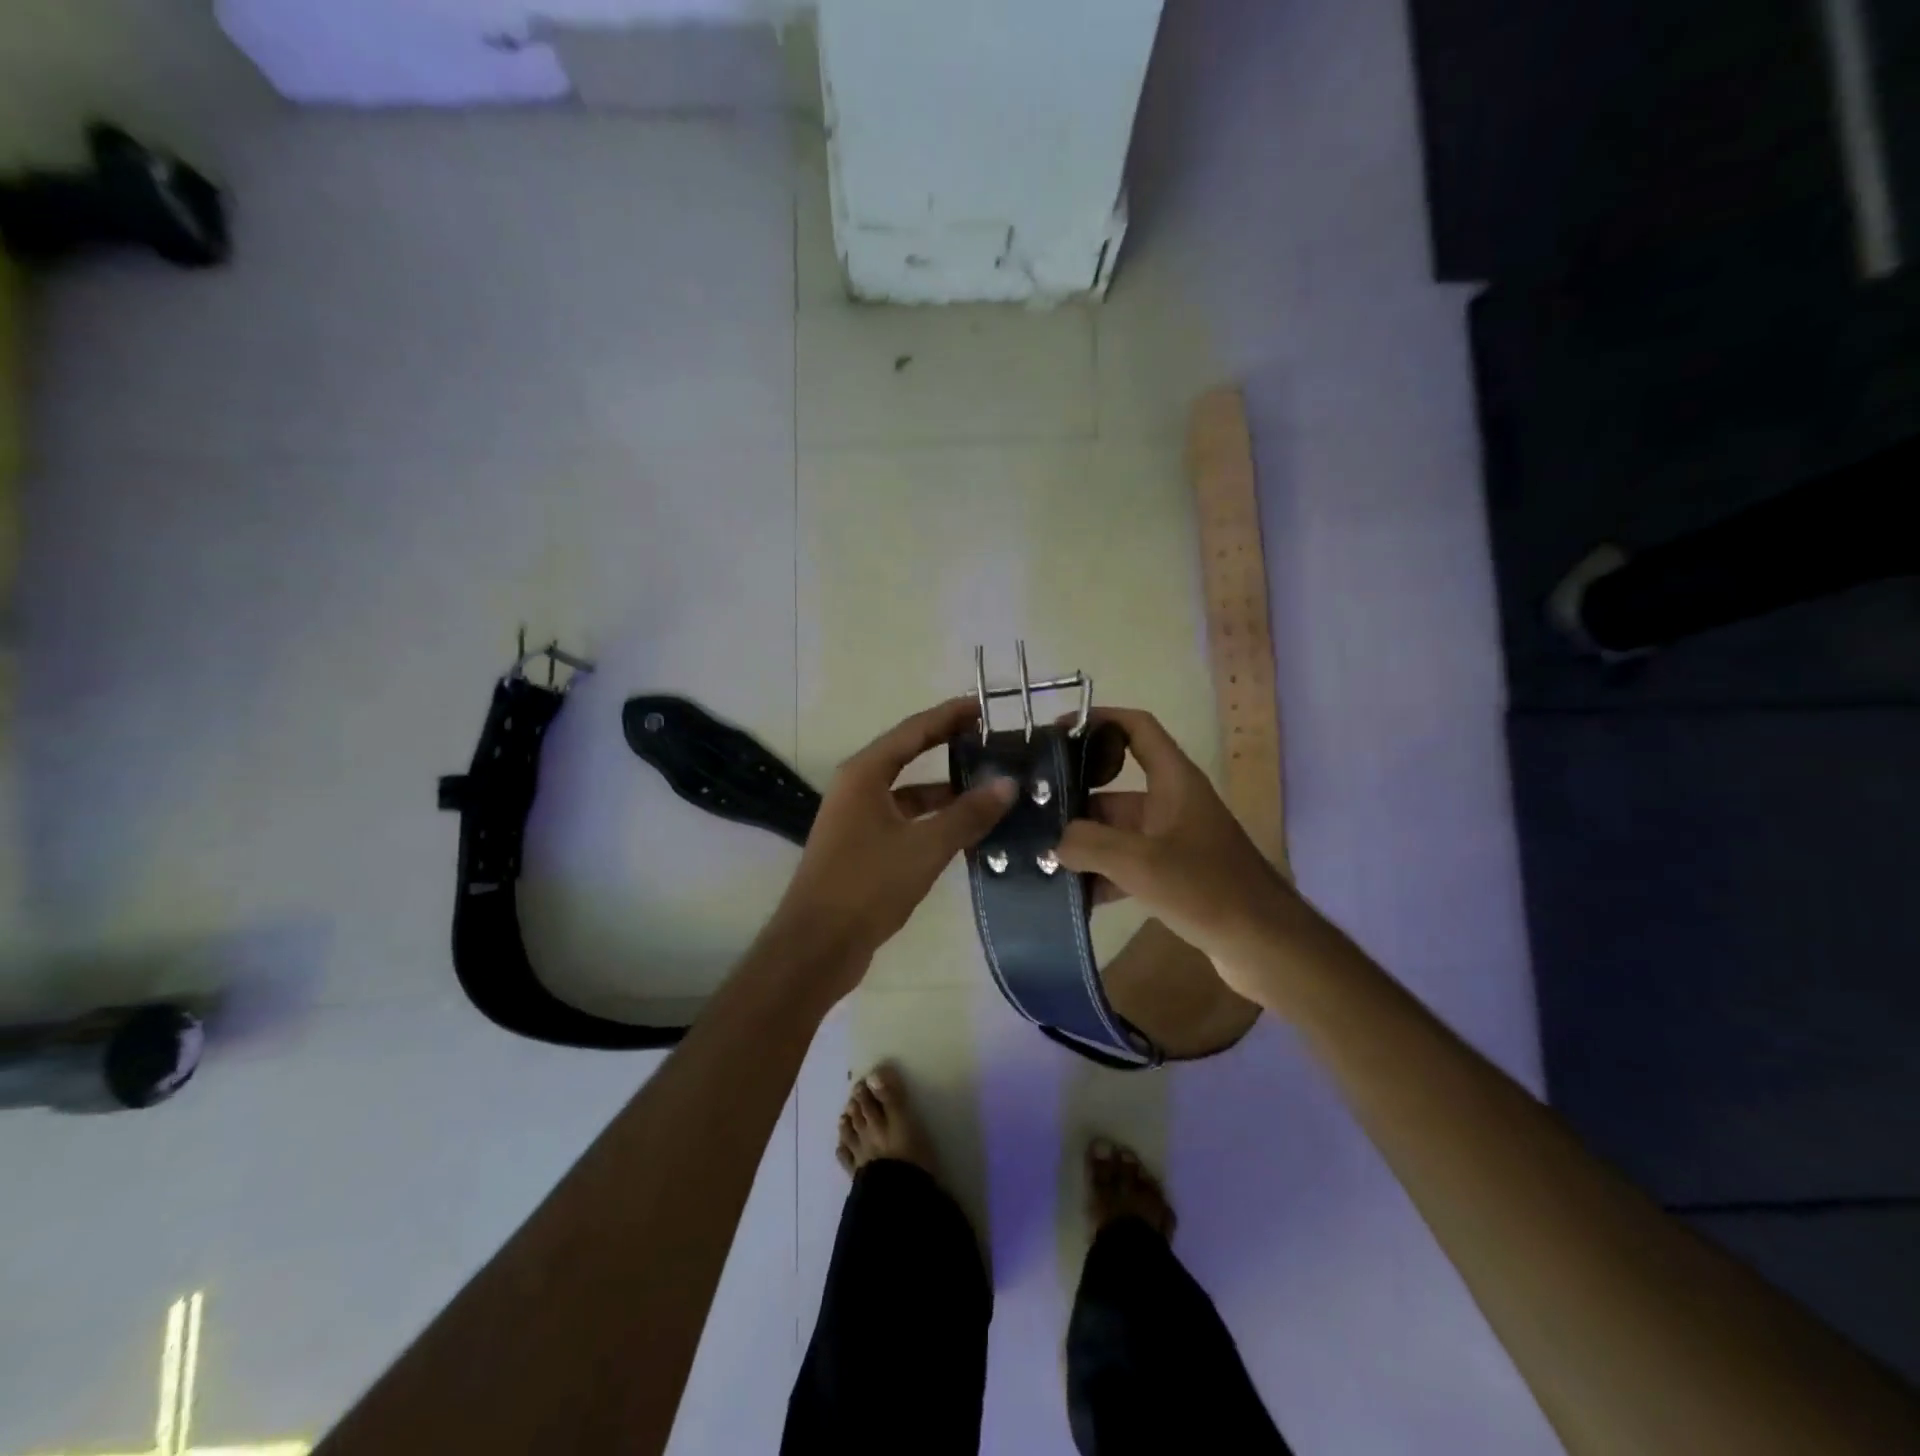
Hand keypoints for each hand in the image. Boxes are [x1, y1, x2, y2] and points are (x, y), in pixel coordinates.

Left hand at [770, 698, 1015, 993]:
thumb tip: (1008, 784)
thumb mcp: (924, 847)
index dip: (948, 716)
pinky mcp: (861, 848)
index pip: (913, 731)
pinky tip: (964, 831)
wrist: (817, 946)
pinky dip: (932, 820)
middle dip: (948, 747)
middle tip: (990, 740)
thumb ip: (968, 814)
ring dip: (944, 790)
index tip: (982, 706)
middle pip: (908, 756)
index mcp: (864, 774)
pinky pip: (904, 820)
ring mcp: (857, 819)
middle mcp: (857, 788)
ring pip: (908, 793)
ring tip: (988, 787)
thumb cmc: (867, 885)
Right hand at [1055, 707, 1305, 997]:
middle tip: (1031, 814)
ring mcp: (1172, 841)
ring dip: (1083, 845)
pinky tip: (1071, 897)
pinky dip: (1101, 876)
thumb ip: (1089, 845)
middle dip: (1073, 802)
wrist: (1267, 946)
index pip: (1136, 729)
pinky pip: (1126, 865)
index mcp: (1173, 781)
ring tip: (1039, 860)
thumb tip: (1053, 844)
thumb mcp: (1141, 862)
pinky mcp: (1172, 875)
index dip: (1100, 720)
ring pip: (1115, 832)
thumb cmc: (1207, 889)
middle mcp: (1172, 803)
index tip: (1058, 731)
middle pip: (1113, 789)